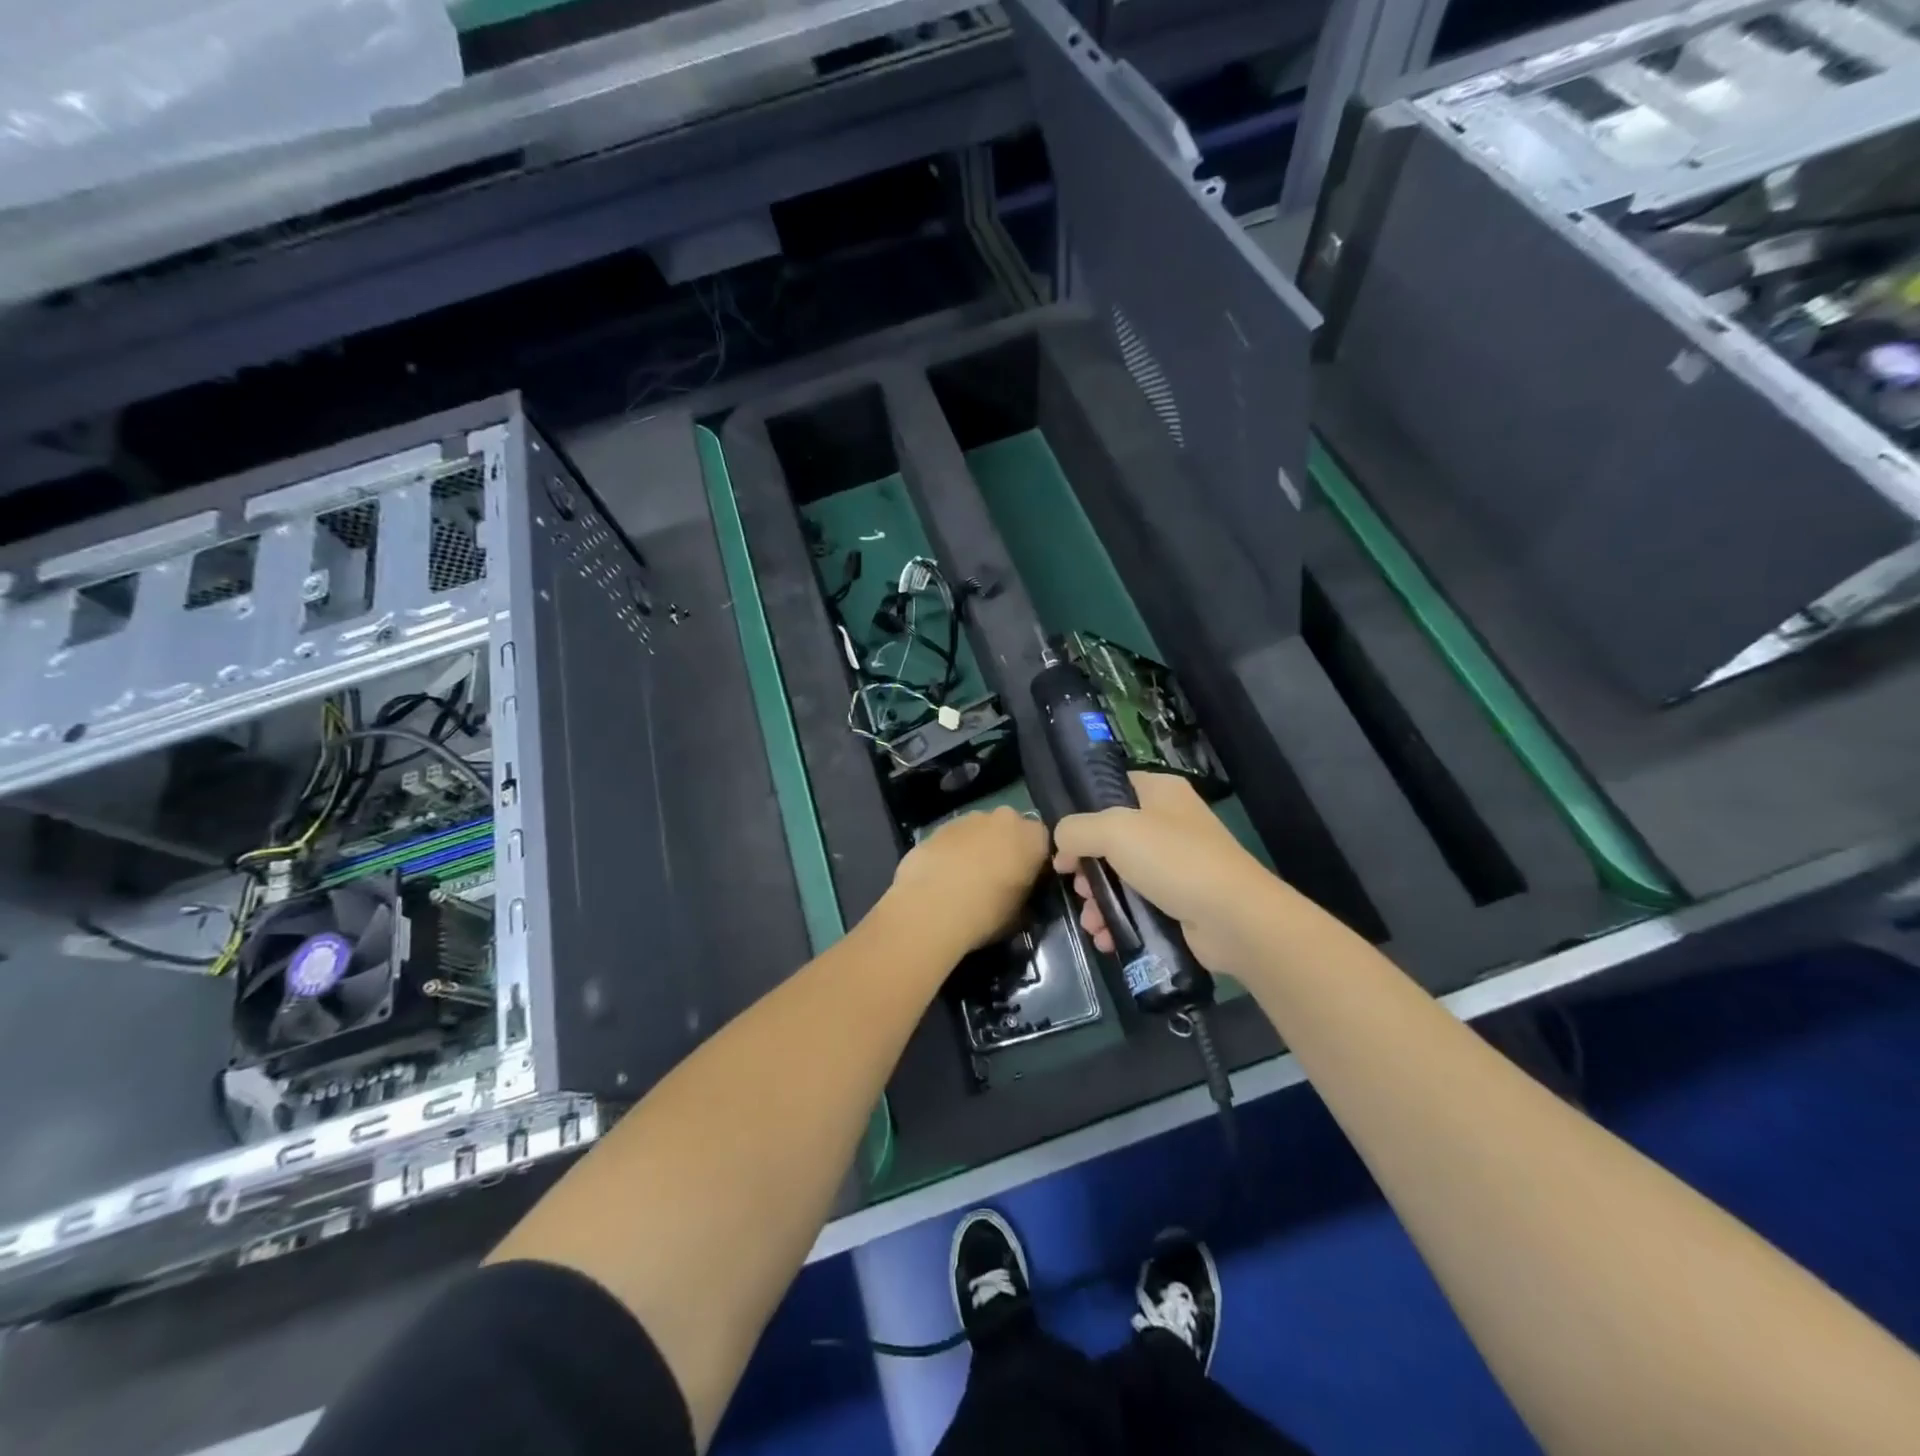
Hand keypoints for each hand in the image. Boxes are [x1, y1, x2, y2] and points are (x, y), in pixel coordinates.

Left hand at [888, 806, 1050, 956]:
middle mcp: (1004, 818)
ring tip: (964, 879)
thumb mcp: (1020, 914)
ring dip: (976, 847)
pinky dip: (952, 852)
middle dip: (1004, 847)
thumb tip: (1019, 894)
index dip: (1034, 861)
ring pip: (979, 830)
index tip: (1025, 881)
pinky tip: (942, 876)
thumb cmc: (987, 912)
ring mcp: (969, 819)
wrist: (932, 908)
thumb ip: (1025, 895)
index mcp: (1032, 837)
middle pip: (1009, 830)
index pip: (1042, 842)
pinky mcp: (939, 827)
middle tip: (996, 877)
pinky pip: (953, 838)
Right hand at [1053, 772, 1277, 975]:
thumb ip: (1076, 830)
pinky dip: (1118, 919)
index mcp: (1160, 792)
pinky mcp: (1180, 900)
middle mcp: (1169, 822)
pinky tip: (1105, 937)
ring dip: (1098, 899)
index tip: (1063, 841)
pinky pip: (1138, 904)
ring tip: (1090, 921)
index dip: (1081, 813)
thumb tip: (1062, 844)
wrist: (1235, 919)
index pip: (1111, 788)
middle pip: (1110, 838)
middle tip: (1077, 886)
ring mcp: (1177, 863)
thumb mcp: (1114, 831)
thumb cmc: (1174, 861)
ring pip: (1121, 875)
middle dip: (1087, 867)